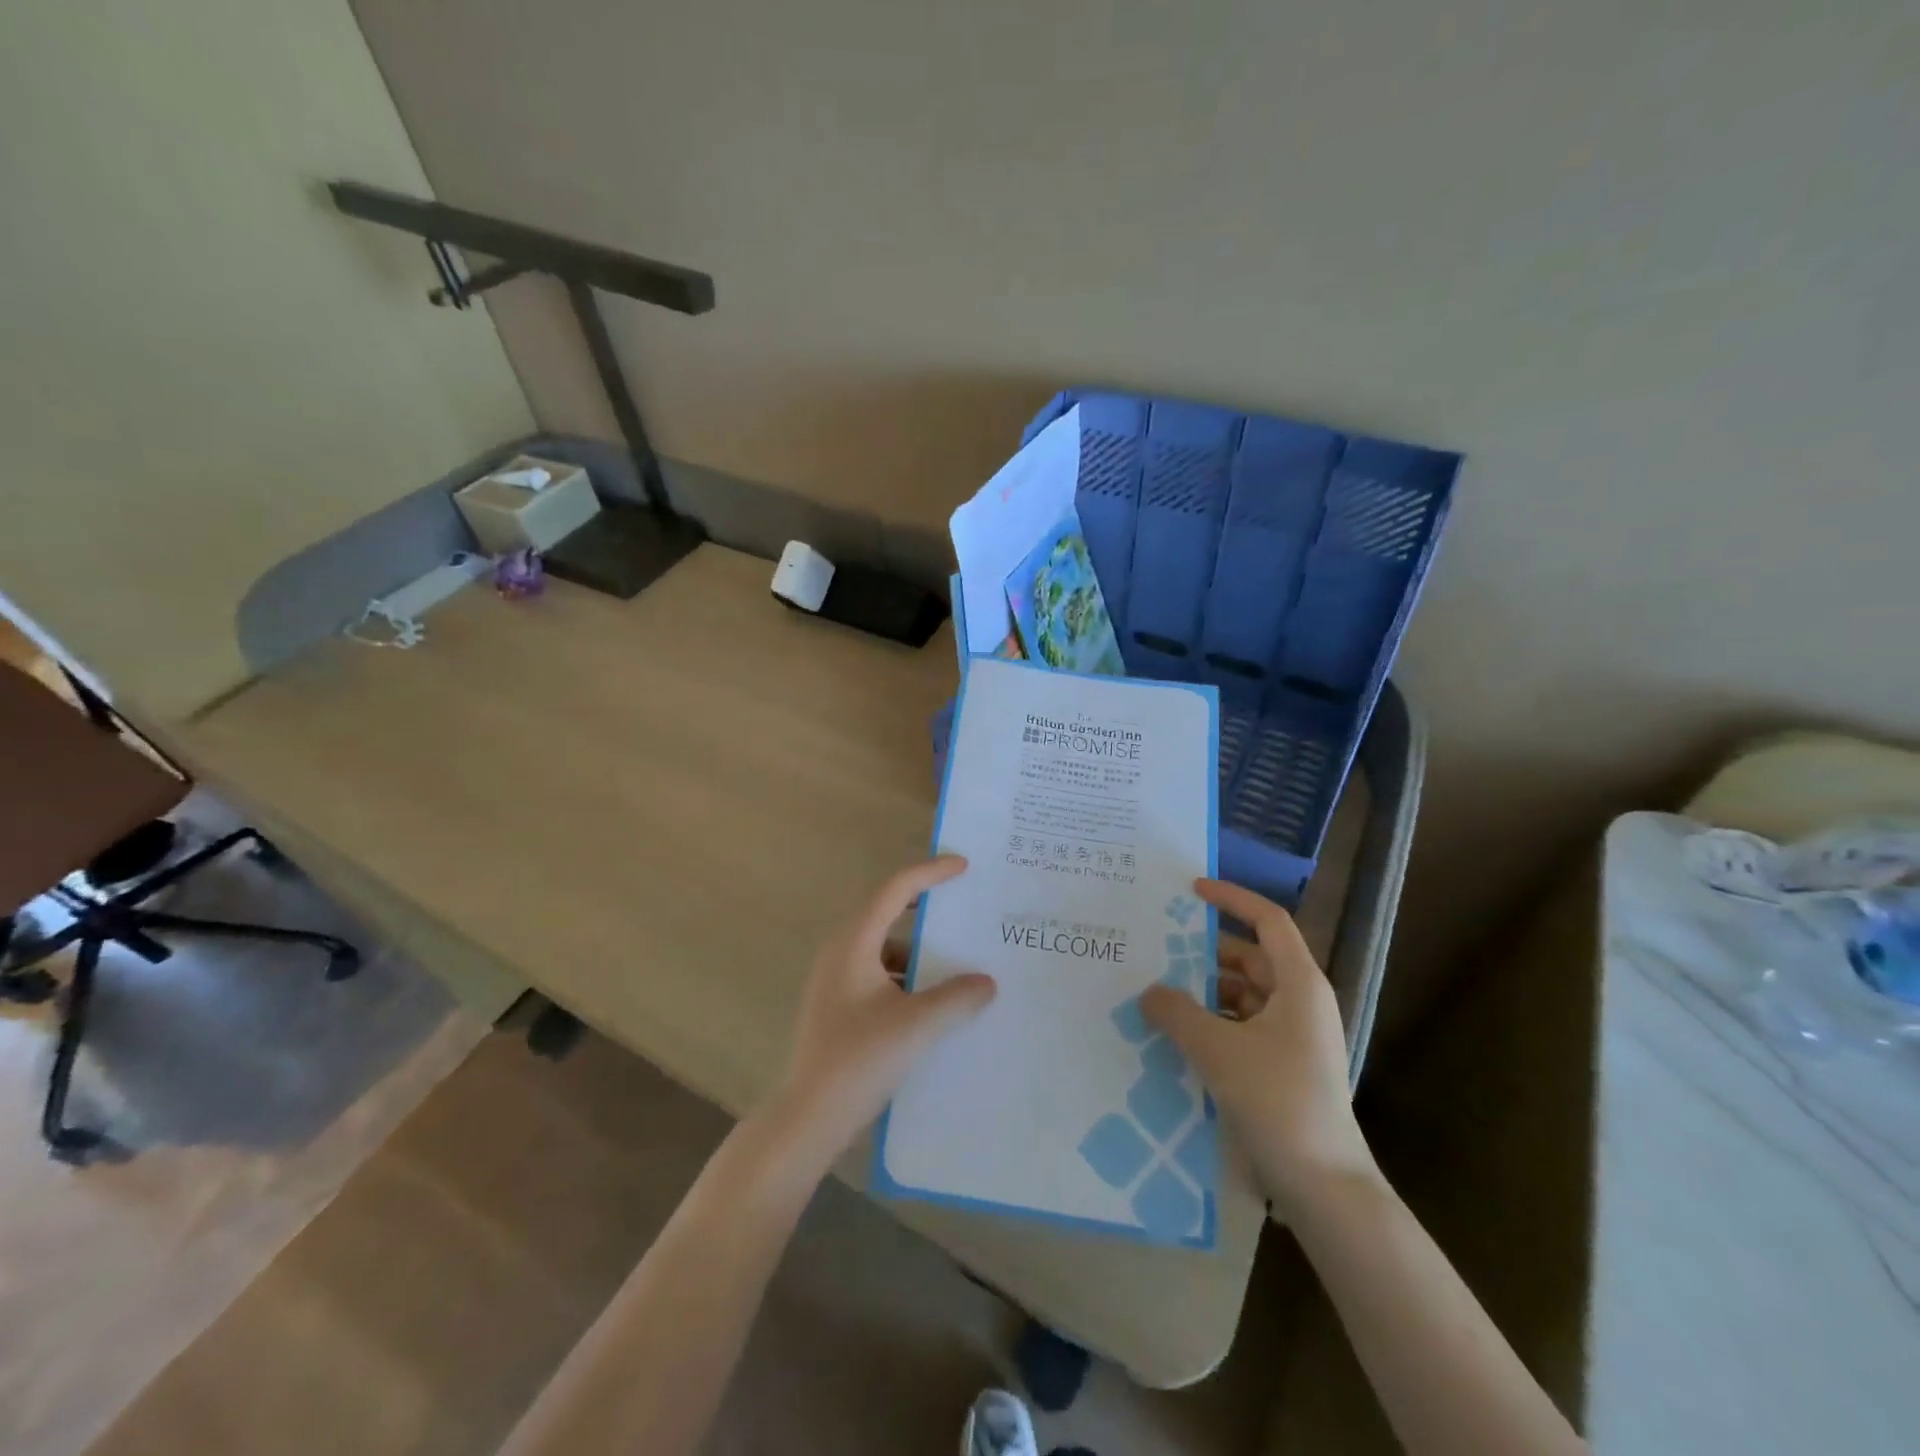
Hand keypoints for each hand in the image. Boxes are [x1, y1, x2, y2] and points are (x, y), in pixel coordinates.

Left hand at [768, 855, 995, 1163]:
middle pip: (888, 914)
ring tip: (958, 965)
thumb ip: (957, 997)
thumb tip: (987, 981)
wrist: (809, 1117)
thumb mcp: (917, 1025)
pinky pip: (880, 976)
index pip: (895, 889)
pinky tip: (933, 1004)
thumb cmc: (859, 1059)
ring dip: (920, 953)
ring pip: (886, 950)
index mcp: (854, 942)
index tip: (963, 867)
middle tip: (964, 907)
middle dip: (927, 910)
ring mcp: (836, 980)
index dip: (930, 873)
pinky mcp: (839, 1006)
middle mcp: (841, 952)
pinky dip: (907, 980)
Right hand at [1141, 878, 1376, 1214]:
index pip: (1268, 921)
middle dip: (1204, 952)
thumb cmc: (1278, 1101)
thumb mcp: (1217, 1049)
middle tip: (1157, 949)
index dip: (1232, 898)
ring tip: (1157, 993)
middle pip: (1249, 958)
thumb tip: (1149, 991)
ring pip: (1242, 995)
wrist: (1324, 1187)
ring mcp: (1294, 1037)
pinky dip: (1212, 1023)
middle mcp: (1300, 1002)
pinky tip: (1177, 1035)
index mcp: (1298, 984)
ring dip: (1204, 991)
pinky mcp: (1283, 1067)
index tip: (1191, 890)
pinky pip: (1241, 1027)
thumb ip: (1176, 1012)